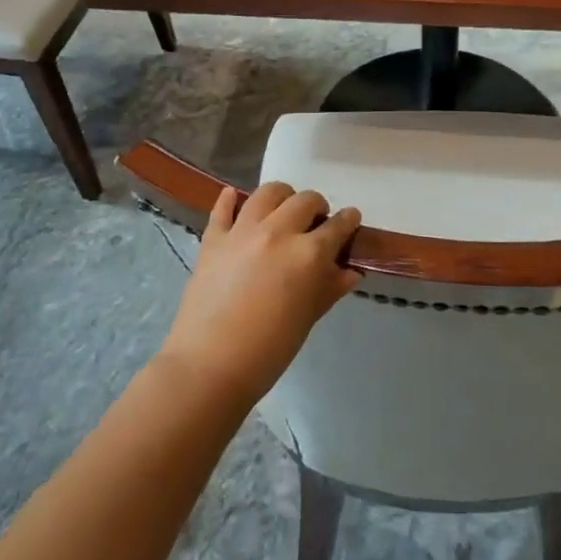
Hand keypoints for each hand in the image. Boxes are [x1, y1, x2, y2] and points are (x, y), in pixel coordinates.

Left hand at [158, 183, 361, 408]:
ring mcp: (242, 231)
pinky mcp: (213, 239)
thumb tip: (350, 272)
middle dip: (317, 207)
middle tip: (316, 222)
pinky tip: (235, 198)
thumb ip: (330, 288)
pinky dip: (230, 200)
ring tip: (283, 210)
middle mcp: (278, 232)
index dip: (348, 221)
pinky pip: (223, 208)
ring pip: (268, 193)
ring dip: (282, 197)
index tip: (351, 220)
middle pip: (305, 201)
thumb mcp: (308, 318)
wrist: (209, 366)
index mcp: (308, 254)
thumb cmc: (269, 350)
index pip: (337, 226)